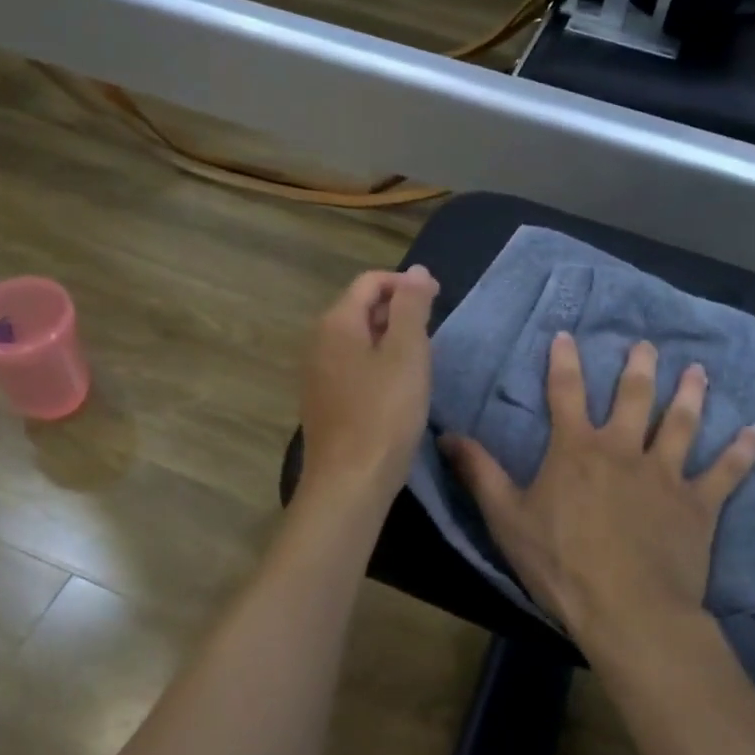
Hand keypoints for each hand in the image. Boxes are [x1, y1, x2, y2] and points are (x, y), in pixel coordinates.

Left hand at [297, 265, 438, 511]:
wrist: (349, 482)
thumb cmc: (384, 412)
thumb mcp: (407, 352)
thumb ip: (412, 307)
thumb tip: (418, 271)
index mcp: (336, 322)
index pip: (370, 281)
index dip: (405, 284)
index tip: (438, 300)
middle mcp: (318, 341)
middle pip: (361, 308)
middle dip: (398, 311)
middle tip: (433, 333)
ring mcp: (316, 373)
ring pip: (358, 339)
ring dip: (390, 339)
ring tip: (420, 360)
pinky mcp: (323, 401)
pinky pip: (352, 366)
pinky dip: (377, 364)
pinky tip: (397, 388)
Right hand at [441, 334, 754, 657]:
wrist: (629, 610)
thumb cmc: (562, 564)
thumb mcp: (507, 519)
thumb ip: (481, 473)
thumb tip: (447, 434)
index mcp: (576, 450)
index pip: (565, 394)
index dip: (564, 363)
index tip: (567, 335)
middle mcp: (623, 450)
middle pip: (632, 398)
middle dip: (638, 368)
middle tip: (647, 344)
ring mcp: (666, 475)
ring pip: (680, 424)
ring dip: (690, 395)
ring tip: (698, 371)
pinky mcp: (699, 505)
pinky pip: (725, 473)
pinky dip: (742, 453)